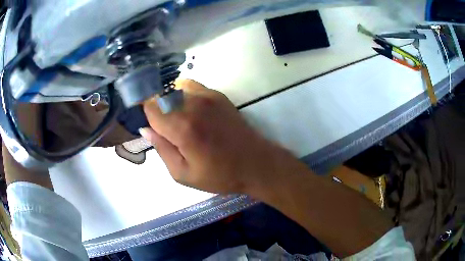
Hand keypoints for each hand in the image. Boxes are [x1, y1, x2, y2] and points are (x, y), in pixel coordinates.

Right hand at [141, 79, 284, 193]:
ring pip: (174, 88)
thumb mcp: (183, 174)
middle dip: (157, 110)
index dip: (146, 115)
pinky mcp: (217, 94)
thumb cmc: (219, 175)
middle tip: (166, 130)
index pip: (150, 106)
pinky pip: (190, 87)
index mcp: (183, 127)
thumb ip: (161, 149)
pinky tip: (192, 113)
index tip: (150, 126)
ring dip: (170, 102)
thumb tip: (145, 129)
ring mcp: (207, 95)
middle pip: (161, 95)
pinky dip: (184, 96)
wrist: (255, 163)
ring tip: (180, 122)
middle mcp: (193, 104)